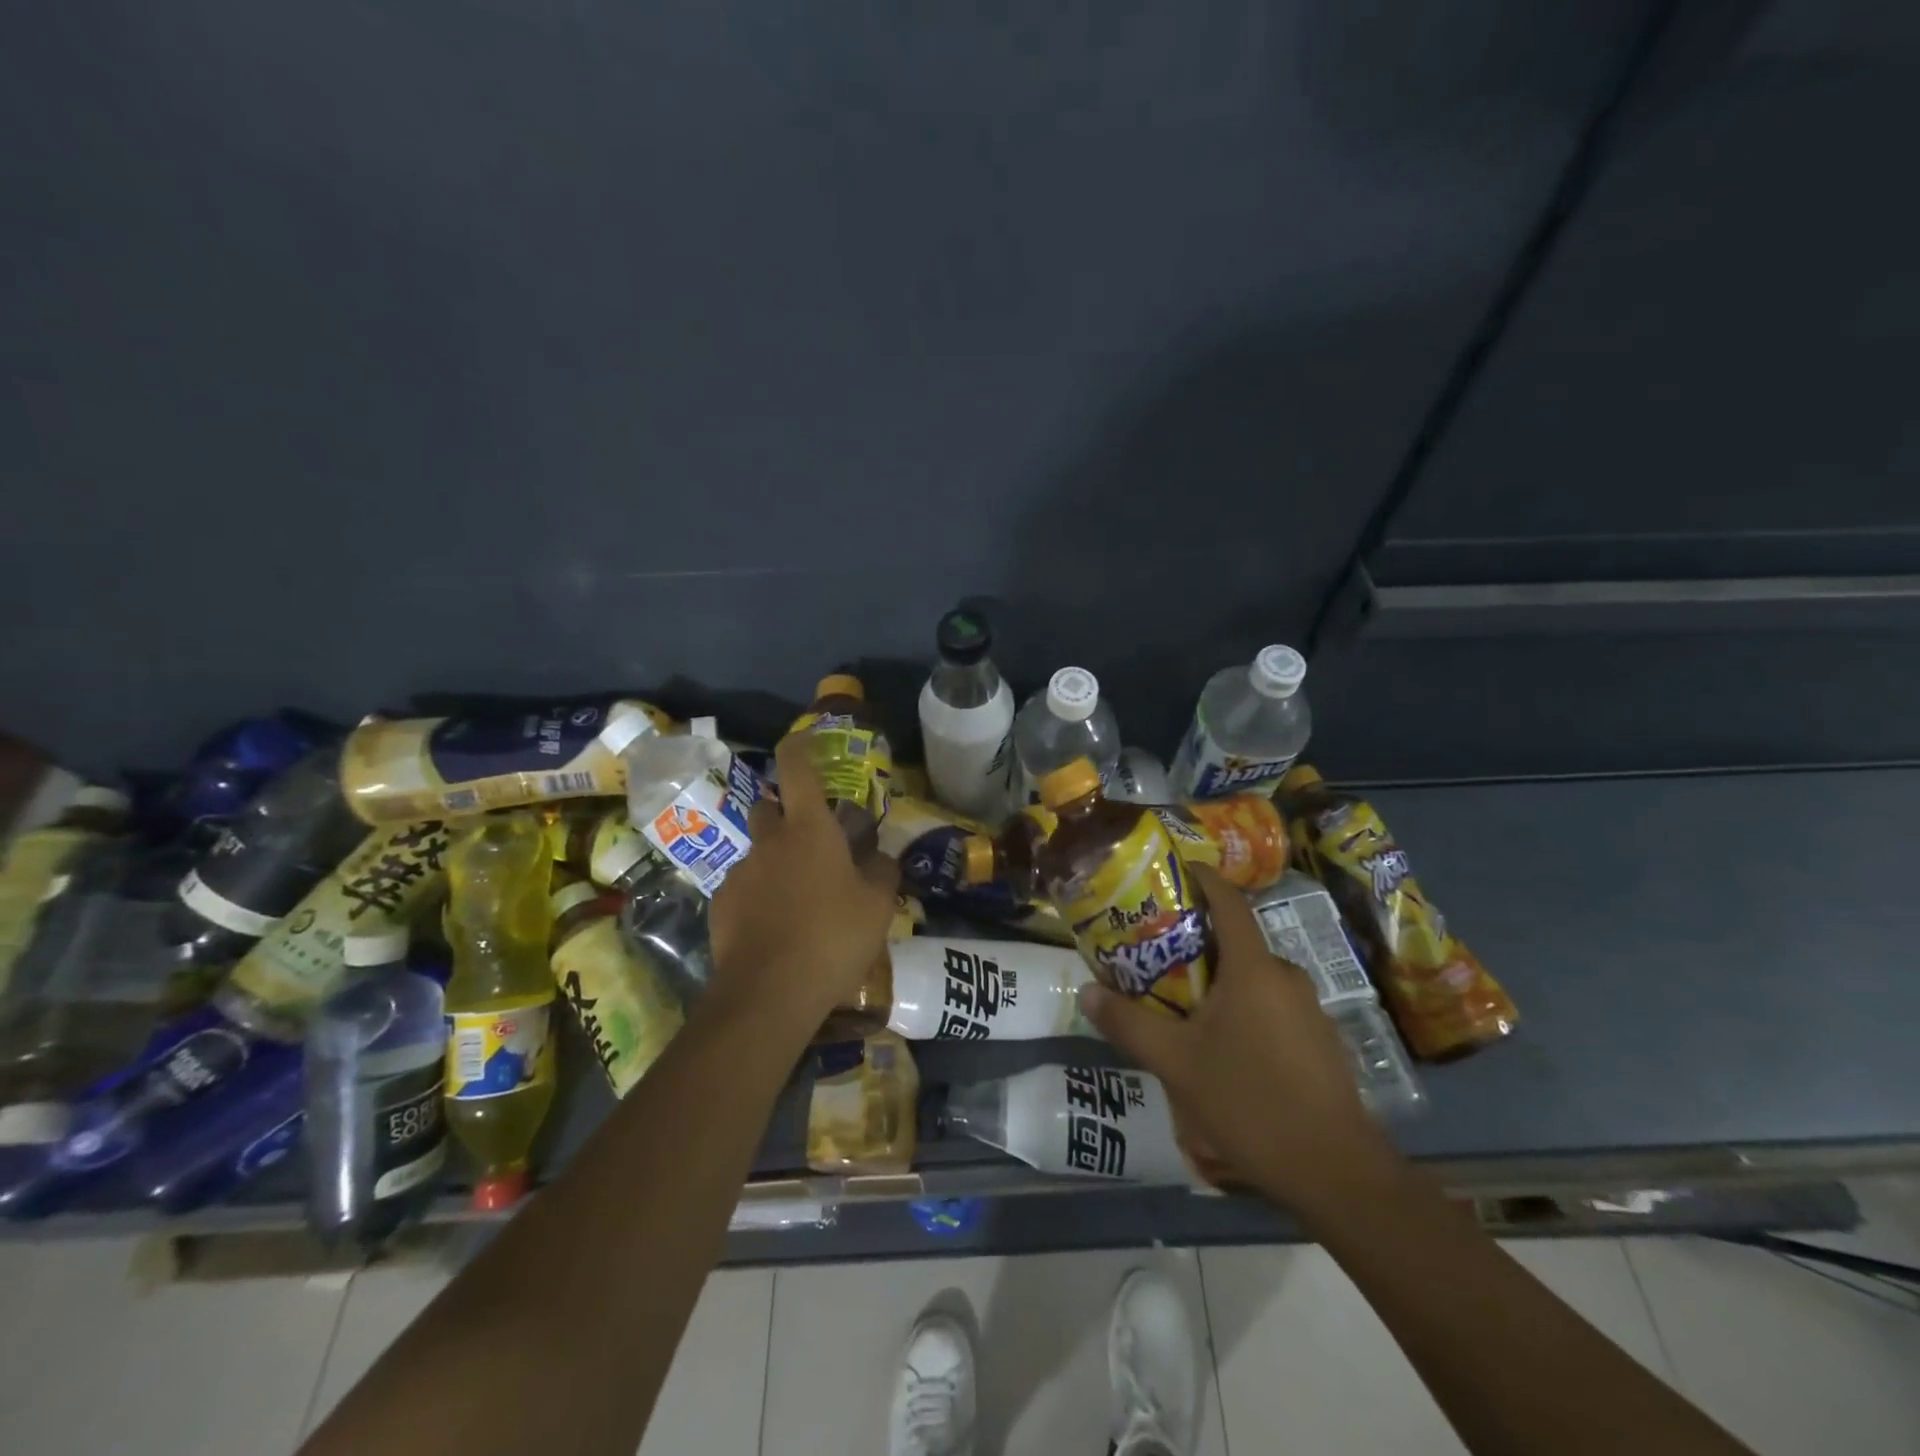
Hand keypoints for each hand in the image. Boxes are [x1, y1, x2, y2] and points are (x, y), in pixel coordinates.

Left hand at [706, 733, 898, 1030]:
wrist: (769, 993)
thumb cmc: (832, 937)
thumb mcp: (877, 906)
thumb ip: (882, 873)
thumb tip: (882, 858)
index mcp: (809, 830)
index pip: (797, 769)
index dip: (799, 746)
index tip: (804, 738)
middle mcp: (769, 843)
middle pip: (769, 808)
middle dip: (785, 813)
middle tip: (812, 841)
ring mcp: (740, 874)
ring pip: (758, 854)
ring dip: (776, 863)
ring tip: (800, 901)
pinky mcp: (721, 907)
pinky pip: (744, 889)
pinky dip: (760, 898)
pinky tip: (777, 930)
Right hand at [1076, 863, 1397, 1217]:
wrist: (1336, 1173)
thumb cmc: (1250, 1103)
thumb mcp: (1175, 1064)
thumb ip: (1128, 1024)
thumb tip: (1087, 992)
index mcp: (1253, 968)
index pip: (1228, 900)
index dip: (1201, 878)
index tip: (1172, 872)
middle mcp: (1285, 976)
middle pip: (1236, 941)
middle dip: (1196, 941)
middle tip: (1154, 955)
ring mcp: (1309, 1009)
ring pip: (1253, 977)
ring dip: (1219, 981)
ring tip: (1180, 1006)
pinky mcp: (1320, 1039)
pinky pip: (1271, 1005)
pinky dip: (1243, 1008)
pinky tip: (1223, 1047)